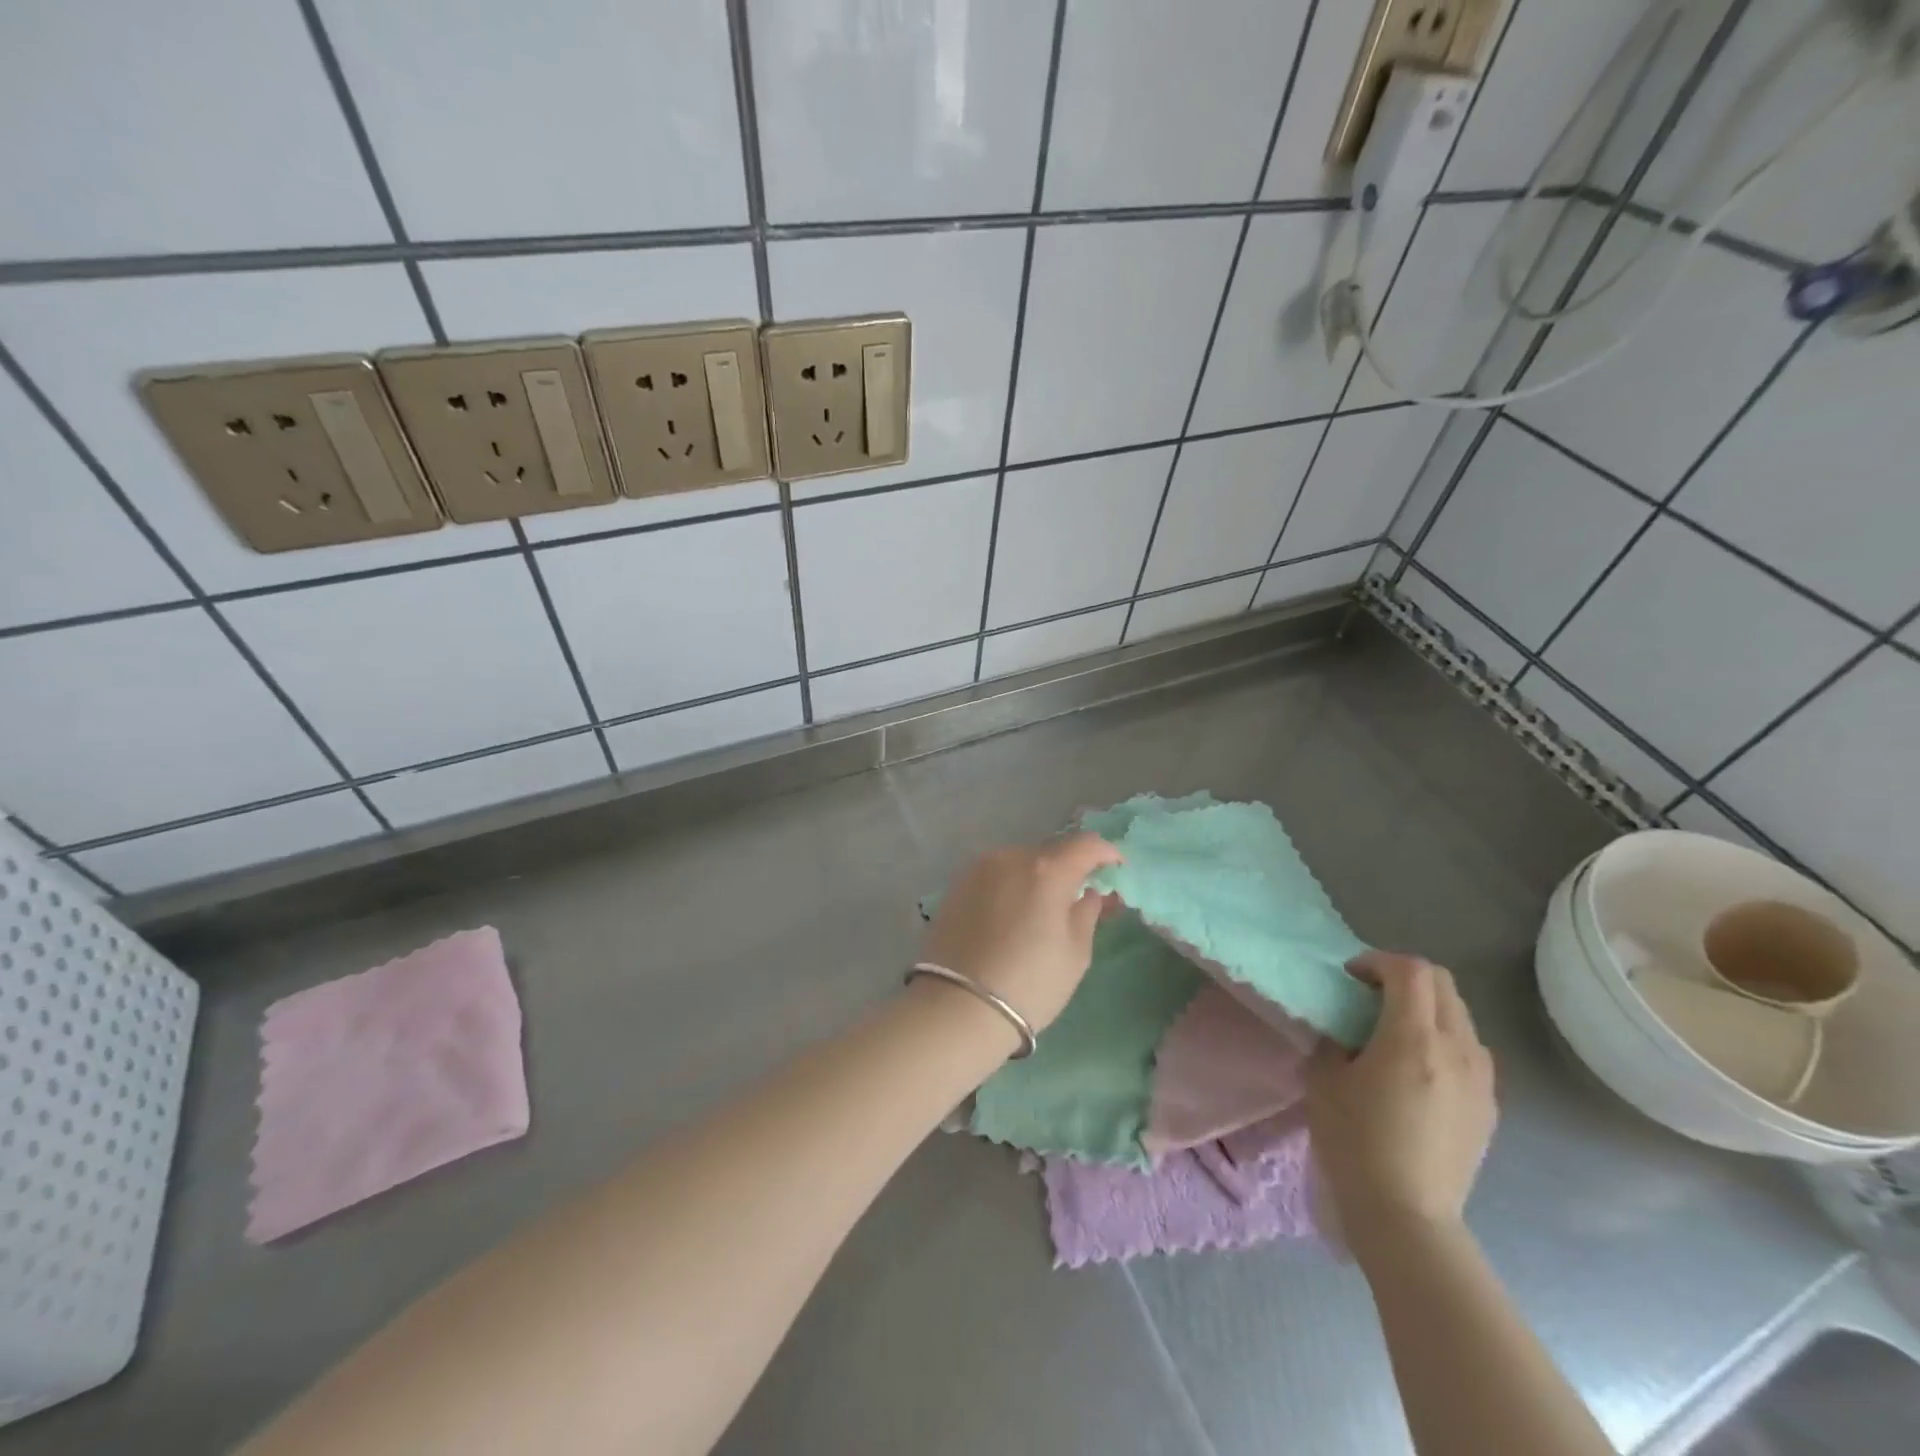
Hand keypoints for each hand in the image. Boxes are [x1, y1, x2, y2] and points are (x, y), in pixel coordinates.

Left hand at [919, 834, 1121, 1033]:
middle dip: (1069, 869)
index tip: (1116, 869)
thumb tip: (1090, 893)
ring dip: (1036, 878)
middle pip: (1050, 853)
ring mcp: (978, 869)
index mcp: (1046, 869)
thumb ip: (1087, 913)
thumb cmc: (1030, 983)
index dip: (1106, 853)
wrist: (958, 1007)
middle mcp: (1010, 857)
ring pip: (1019, 863)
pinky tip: (1010, 917)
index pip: (1085, 844)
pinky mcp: (956, 886)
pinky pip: (994, 876)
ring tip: (1041, 910)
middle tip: (1079, 897)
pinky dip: (1010, 887)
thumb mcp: (1075, 953)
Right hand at [1307, 951, 1495, 1256]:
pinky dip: (1444, 1038)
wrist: (1407, 1216)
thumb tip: (1345, 1027)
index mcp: (1412, 1038)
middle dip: (1403, 977)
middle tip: (1369, 996)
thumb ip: (1335, 1039)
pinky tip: (1417, 1069)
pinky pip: (1470, 1049)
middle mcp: (1457, 1048)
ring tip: (1394, 1032)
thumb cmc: (1355, 1143)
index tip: (1351, 978)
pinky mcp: (1490, 1105)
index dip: (1377, 961)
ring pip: (1460, 1014)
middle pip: (1442, 983)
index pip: (1410, 970)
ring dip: (1427, 1007)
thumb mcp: (1324, 1080)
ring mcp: (1481, 1078)